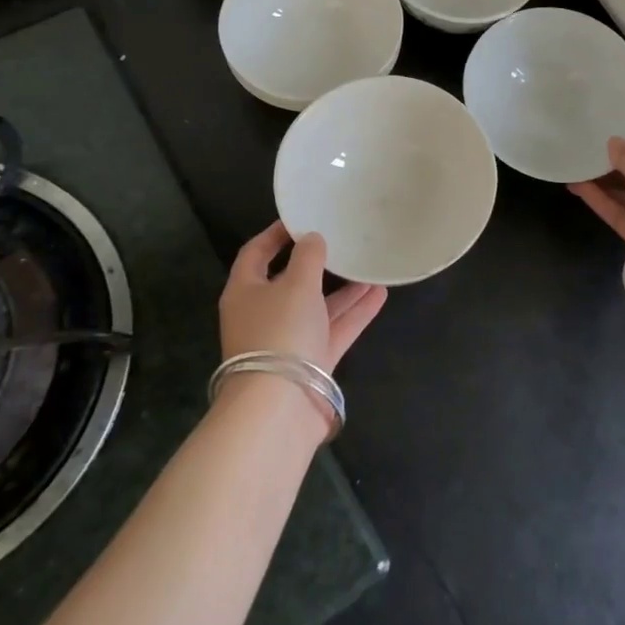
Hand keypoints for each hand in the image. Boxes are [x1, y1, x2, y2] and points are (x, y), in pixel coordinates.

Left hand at [219, 221, 387, 372]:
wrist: (280, 406)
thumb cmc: (280, 332)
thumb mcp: (296, 284)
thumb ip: (308, 257)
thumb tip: (312, 239)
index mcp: (245, 291)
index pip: (256, 253)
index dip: (276, 234)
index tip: (301, 218)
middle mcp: (264, 314)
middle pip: (290, 281)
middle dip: (318, 264)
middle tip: (342, 242)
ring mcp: (288, 340)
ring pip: (317, 306)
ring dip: (343, 289)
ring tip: (370, 267)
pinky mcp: (311, 361)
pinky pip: (334, 329)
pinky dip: (354, 313)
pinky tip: (379, 294)